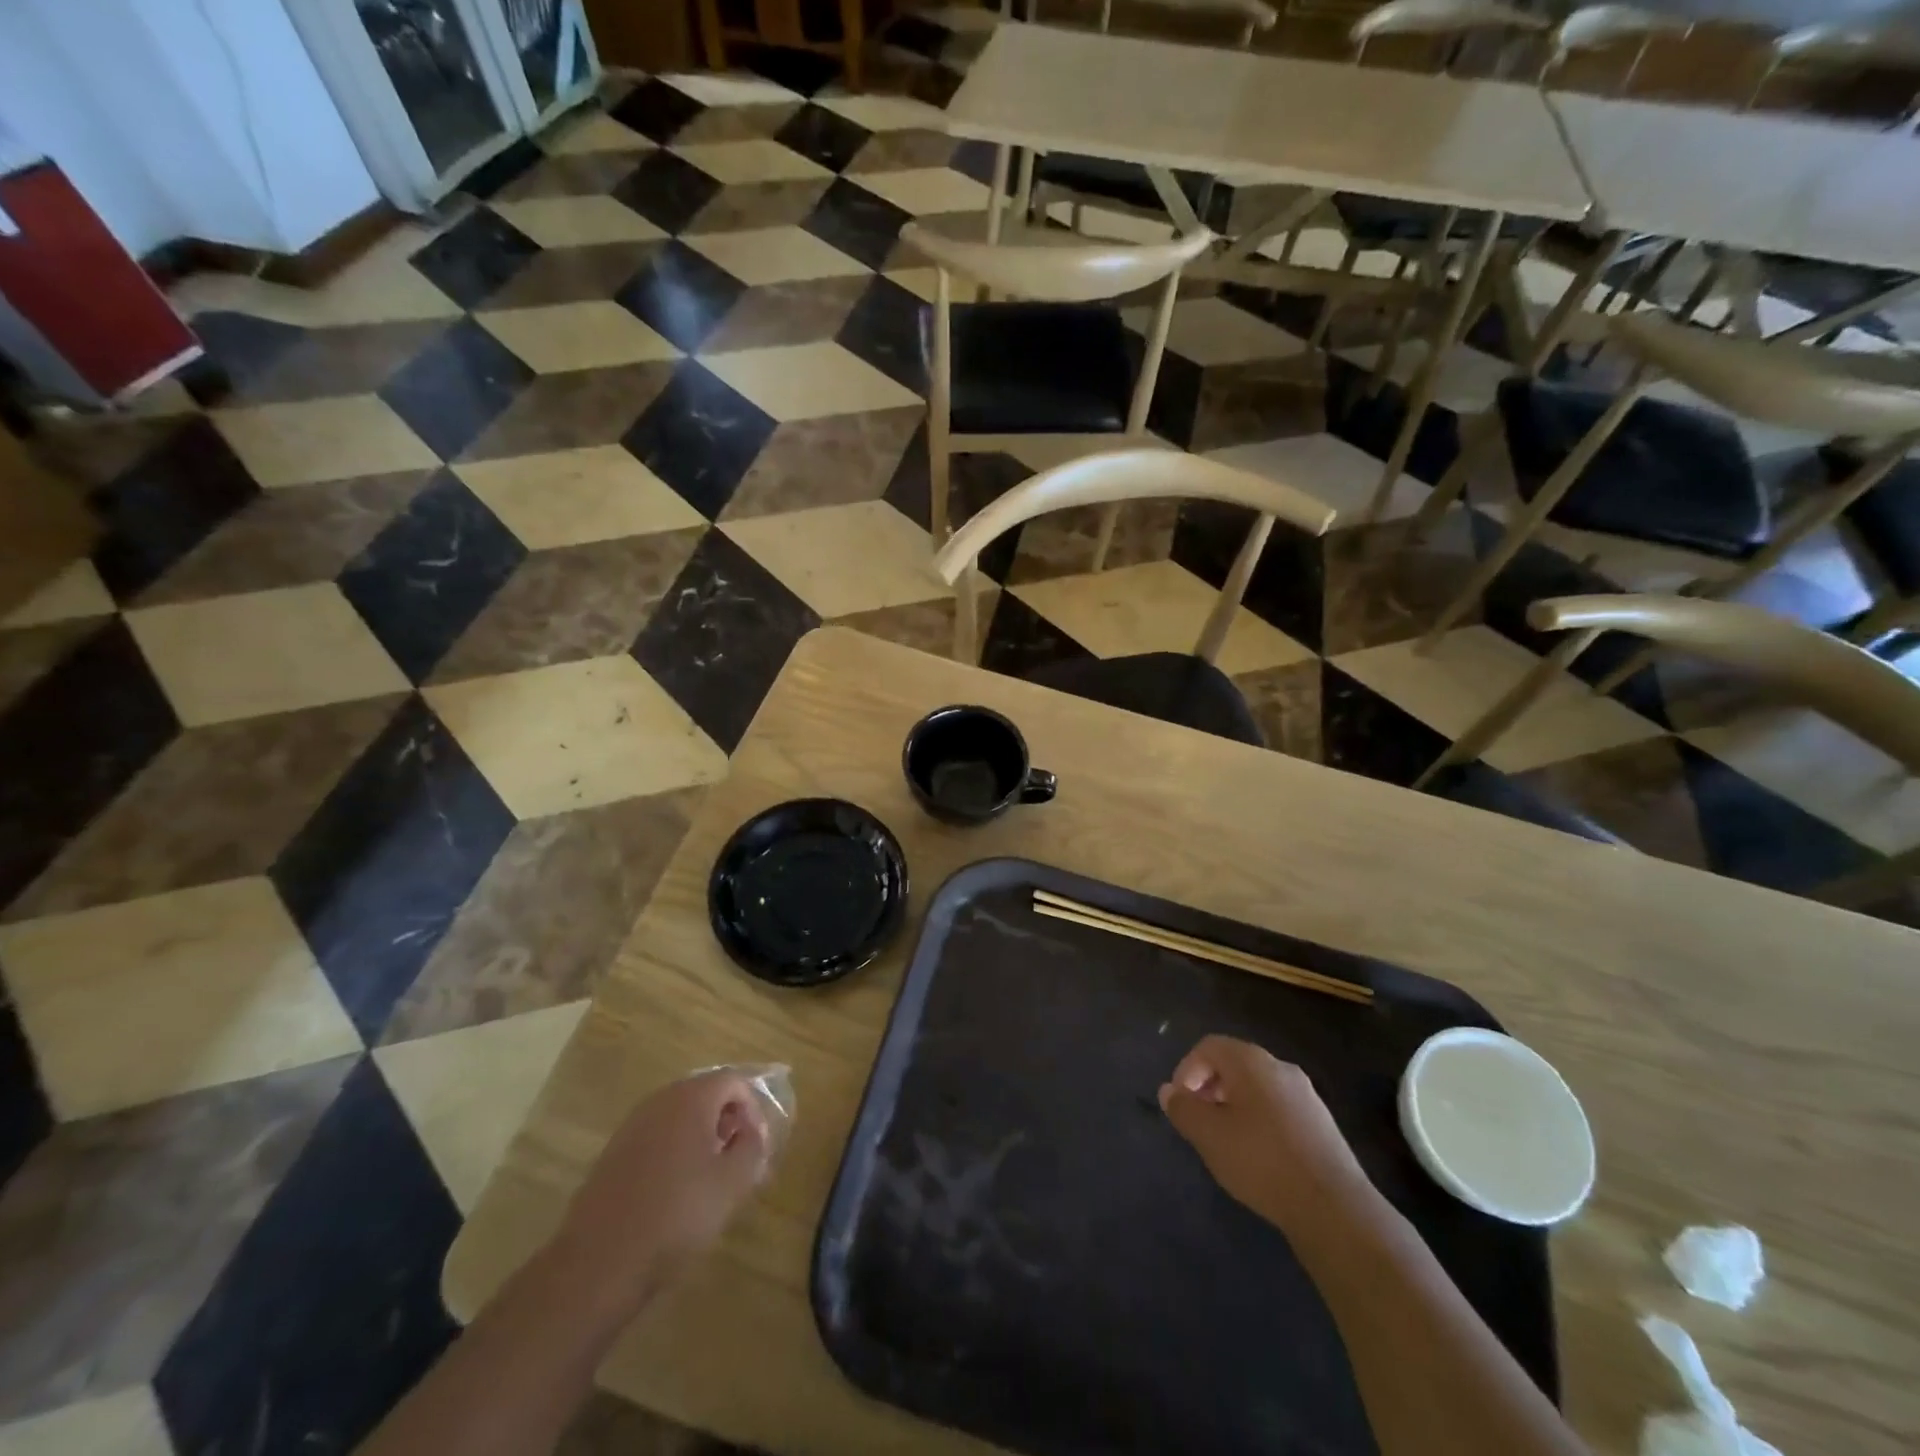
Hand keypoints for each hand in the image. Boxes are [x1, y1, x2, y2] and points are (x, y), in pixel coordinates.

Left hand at [549, 1069, 773, 1312]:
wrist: (599, 1263)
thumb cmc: (676, 1215)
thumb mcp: (732, 1184)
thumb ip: (752, 1148)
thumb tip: (751, 1133)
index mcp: (691, 1098)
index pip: (734, 1082)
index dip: (753, 1109)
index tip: (757, 1146)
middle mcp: (659, 1101)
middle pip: (705, 1094)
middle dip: (727, 1121)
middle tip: (737, 1159)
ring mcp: (631, 1126)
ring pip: (679, 1116)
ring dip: (701, 1137)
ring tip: (710, 1177)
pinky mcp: (612, 1154)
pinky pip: (656, 1138)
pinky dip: (674, 1151)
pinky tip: (676, 1191)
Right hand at [1159, 1035, 1372, 1233]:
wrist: (1333, 1207)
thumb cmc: (1261, 1161)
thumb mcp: (1209, 1135)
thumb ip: (1184, 1109)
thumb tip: (1169, 1091)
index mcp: (1251, 1061)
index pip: (1208, 1046)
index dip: (1186, 1069)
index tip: (1180, 1103)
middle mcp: (1280, 1067)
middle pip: (1234, 1063)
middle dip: (1209, 1087)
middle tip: (1199, 1120)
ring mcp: (1306, 1095)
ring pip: (1257, 1087)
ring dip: (1234, 1104)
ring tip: (1225, 1140)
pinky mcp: (1321, 1123)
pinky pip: (1278, 1107)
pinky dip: (1259, 1119)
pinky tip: (1257, 1155)